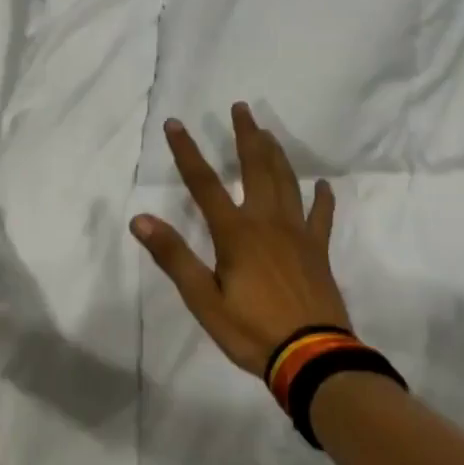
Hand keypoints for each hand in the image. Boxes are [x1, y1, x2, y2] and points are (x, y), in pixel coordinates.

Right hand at [130, 102, 348, 376]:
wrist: (312, 357)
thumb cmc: (251, 330)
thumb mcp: (203, 299)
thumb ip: (174, 257)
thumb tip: (141, 219)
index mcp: (236, 232)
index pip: (204, 183)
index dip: (187, 152)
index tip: (175, 124)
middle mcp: (267, 222)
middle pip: (255, 168)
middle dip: (246, 136)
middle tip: (241, 108)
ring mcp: (297, 233)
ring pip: (287, 182)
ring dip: (276, 154)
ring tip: (269, 132)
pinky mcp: (318, 250)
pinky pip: (321, 216)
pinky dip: (321, 198)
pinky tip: (322, 185)